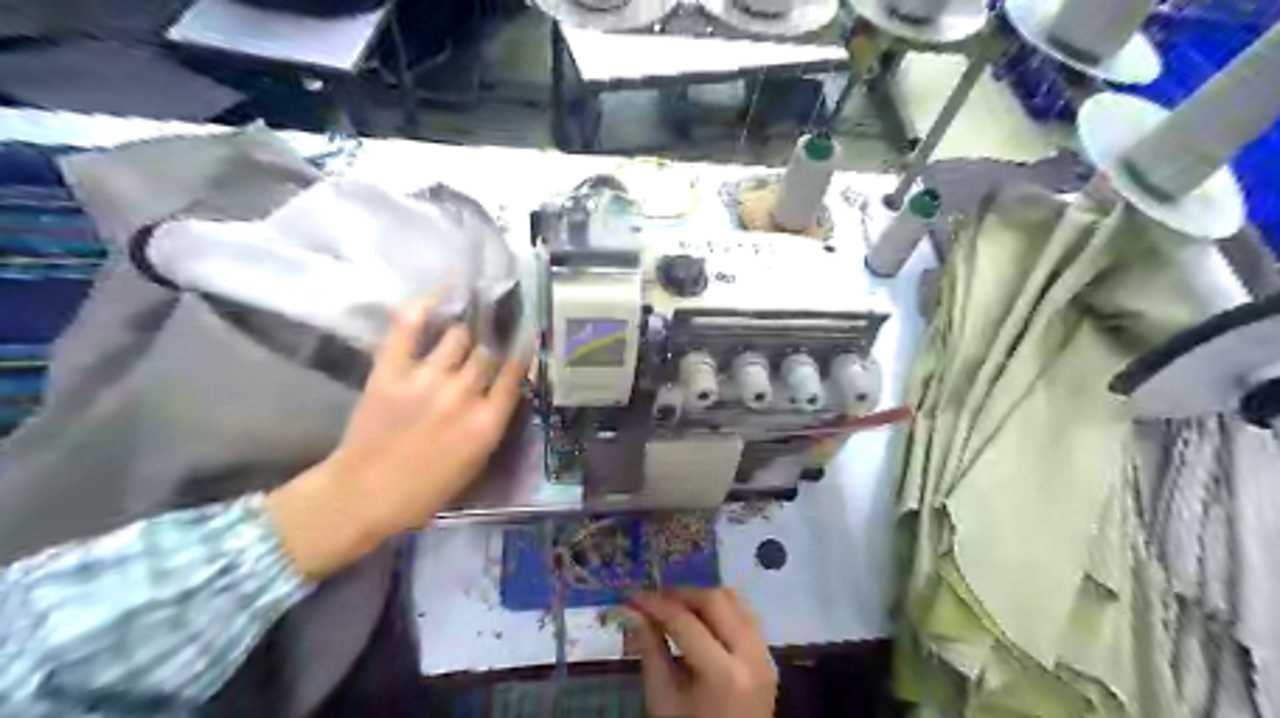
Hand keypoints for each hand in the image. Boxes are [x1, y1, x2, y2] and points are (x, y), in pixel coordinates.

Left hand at [266, 299, 526, 581]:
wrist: (363, 494)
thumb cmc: (426, 489)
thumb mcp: (476, 463)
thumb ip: (492, 422)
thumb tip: (501, 389)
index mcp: (486, 422)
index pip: (516, 373)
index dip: (523, 353)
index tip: (526, 339)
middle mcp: (462, 394)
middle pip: (488, 352)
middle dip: (491, 348)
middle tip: (488, 343)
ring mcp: (426, 378)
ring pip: (458, 336)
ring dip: (463, 336)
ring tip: (461, 334)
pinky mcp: (391, 369)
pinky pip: (409, 325)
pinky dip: (425, 305)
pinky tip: (442, 294)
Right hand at [627, 588, 773, 717]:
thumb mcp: (663, 700)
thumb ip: (650, 650)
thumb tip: (634, 611)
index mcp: (724, 675)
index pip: (685, 622)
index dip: (656, 604)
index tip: (633, 596)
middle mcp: (752, 656)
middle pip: (716, 600)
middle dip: (682, 593)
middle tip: (655, 598)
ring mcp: (766, 655)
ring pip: (735, 601)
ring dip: (703, 598)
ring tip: (675, 605)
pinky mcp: (769, 657)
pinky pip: (746, 617)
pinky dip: (722, 609)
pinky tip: (699, 618)